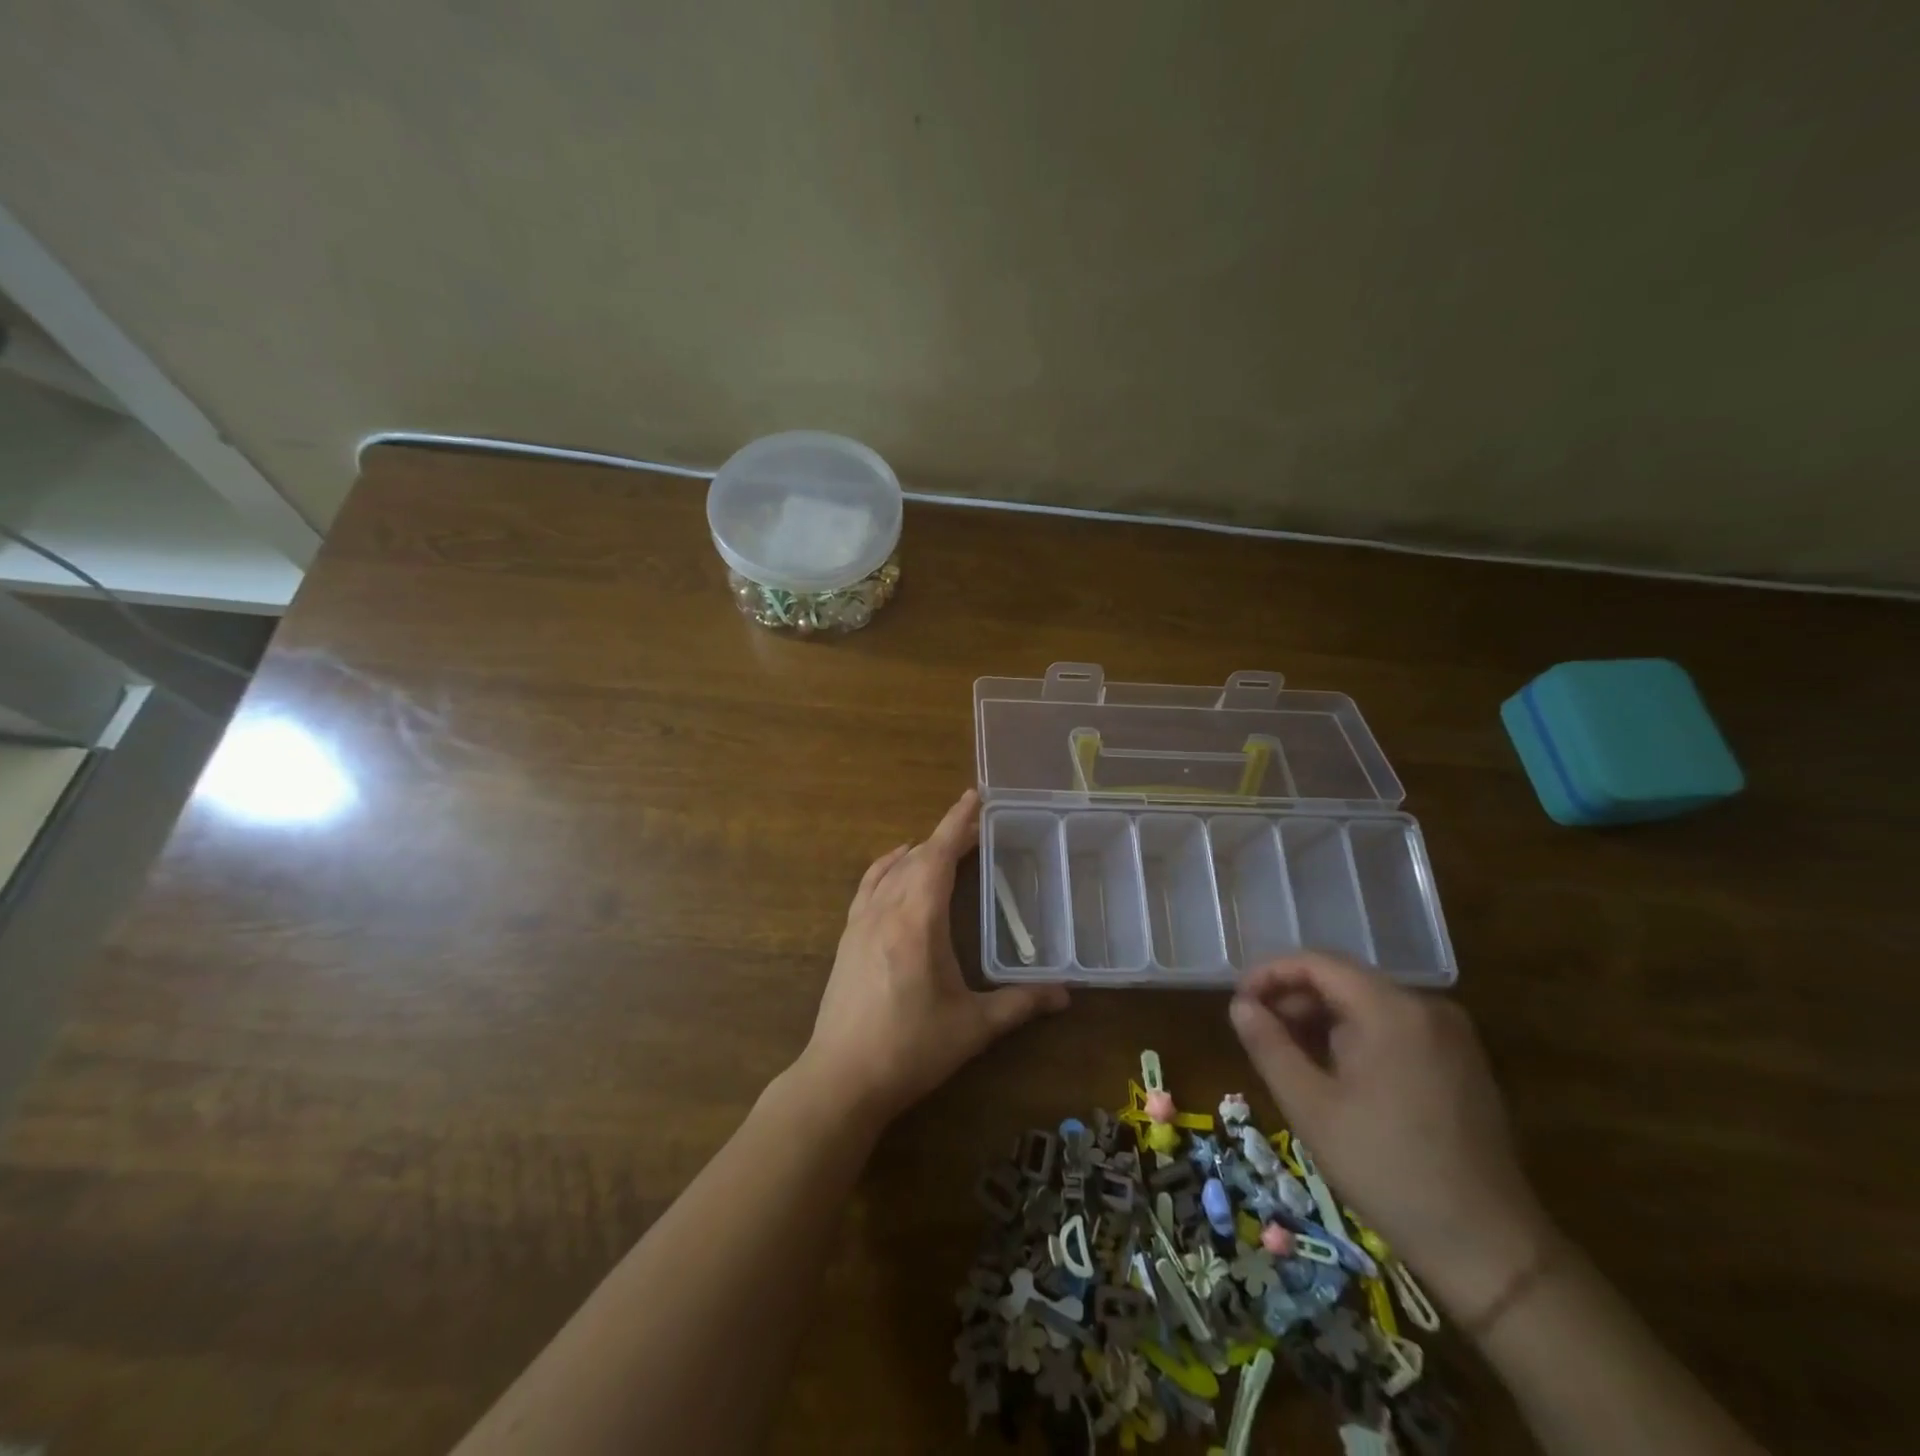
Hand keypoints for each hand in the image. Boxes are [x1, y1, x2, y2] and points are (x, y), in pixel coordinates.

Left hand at [796, 790, 1068, 1128]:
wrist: (841, 1078)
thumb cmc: (910, 1049)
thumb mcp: (972, 1028)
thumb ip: (1019, 1004)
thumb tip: (1064, 994)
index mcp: (917, 921)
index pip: (938, 856)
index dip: (957, 823)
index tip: (974, 796)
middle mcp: (885, 910)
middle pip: (917, 857)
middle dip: (946, 836)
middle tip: (976, 826)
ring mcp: (860, 923)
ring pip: (891, 870)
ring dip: (919, 851)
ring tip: (944, 845)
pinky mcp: (846, 938)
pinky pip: (868, 886)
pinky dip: (886, 867)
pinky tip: (896, 867)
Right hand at [1229, 952, 1554, 1322]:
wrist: (1489, 1247)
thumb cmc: (1386, 1170)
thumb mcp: (1310, 1107)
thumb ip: (1269, 1046)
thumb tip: (1239, 1005)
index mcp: (1390, 1009)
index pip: (1316, 962)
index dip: (1269, 974)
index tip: (1238, 1003)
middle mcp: (1425, 1007)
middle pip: (1343, 980)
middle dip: (1294, 999)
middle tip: (1259, 1034)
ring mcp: (1450, 1034)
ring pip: (1367, 1003)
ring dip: (1322, 1019)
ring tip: (1290, 1056)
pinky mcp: (1461, 1061)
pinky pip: (1394, 1026)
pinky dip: (1356, 1036)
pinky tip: (1335, 1073)